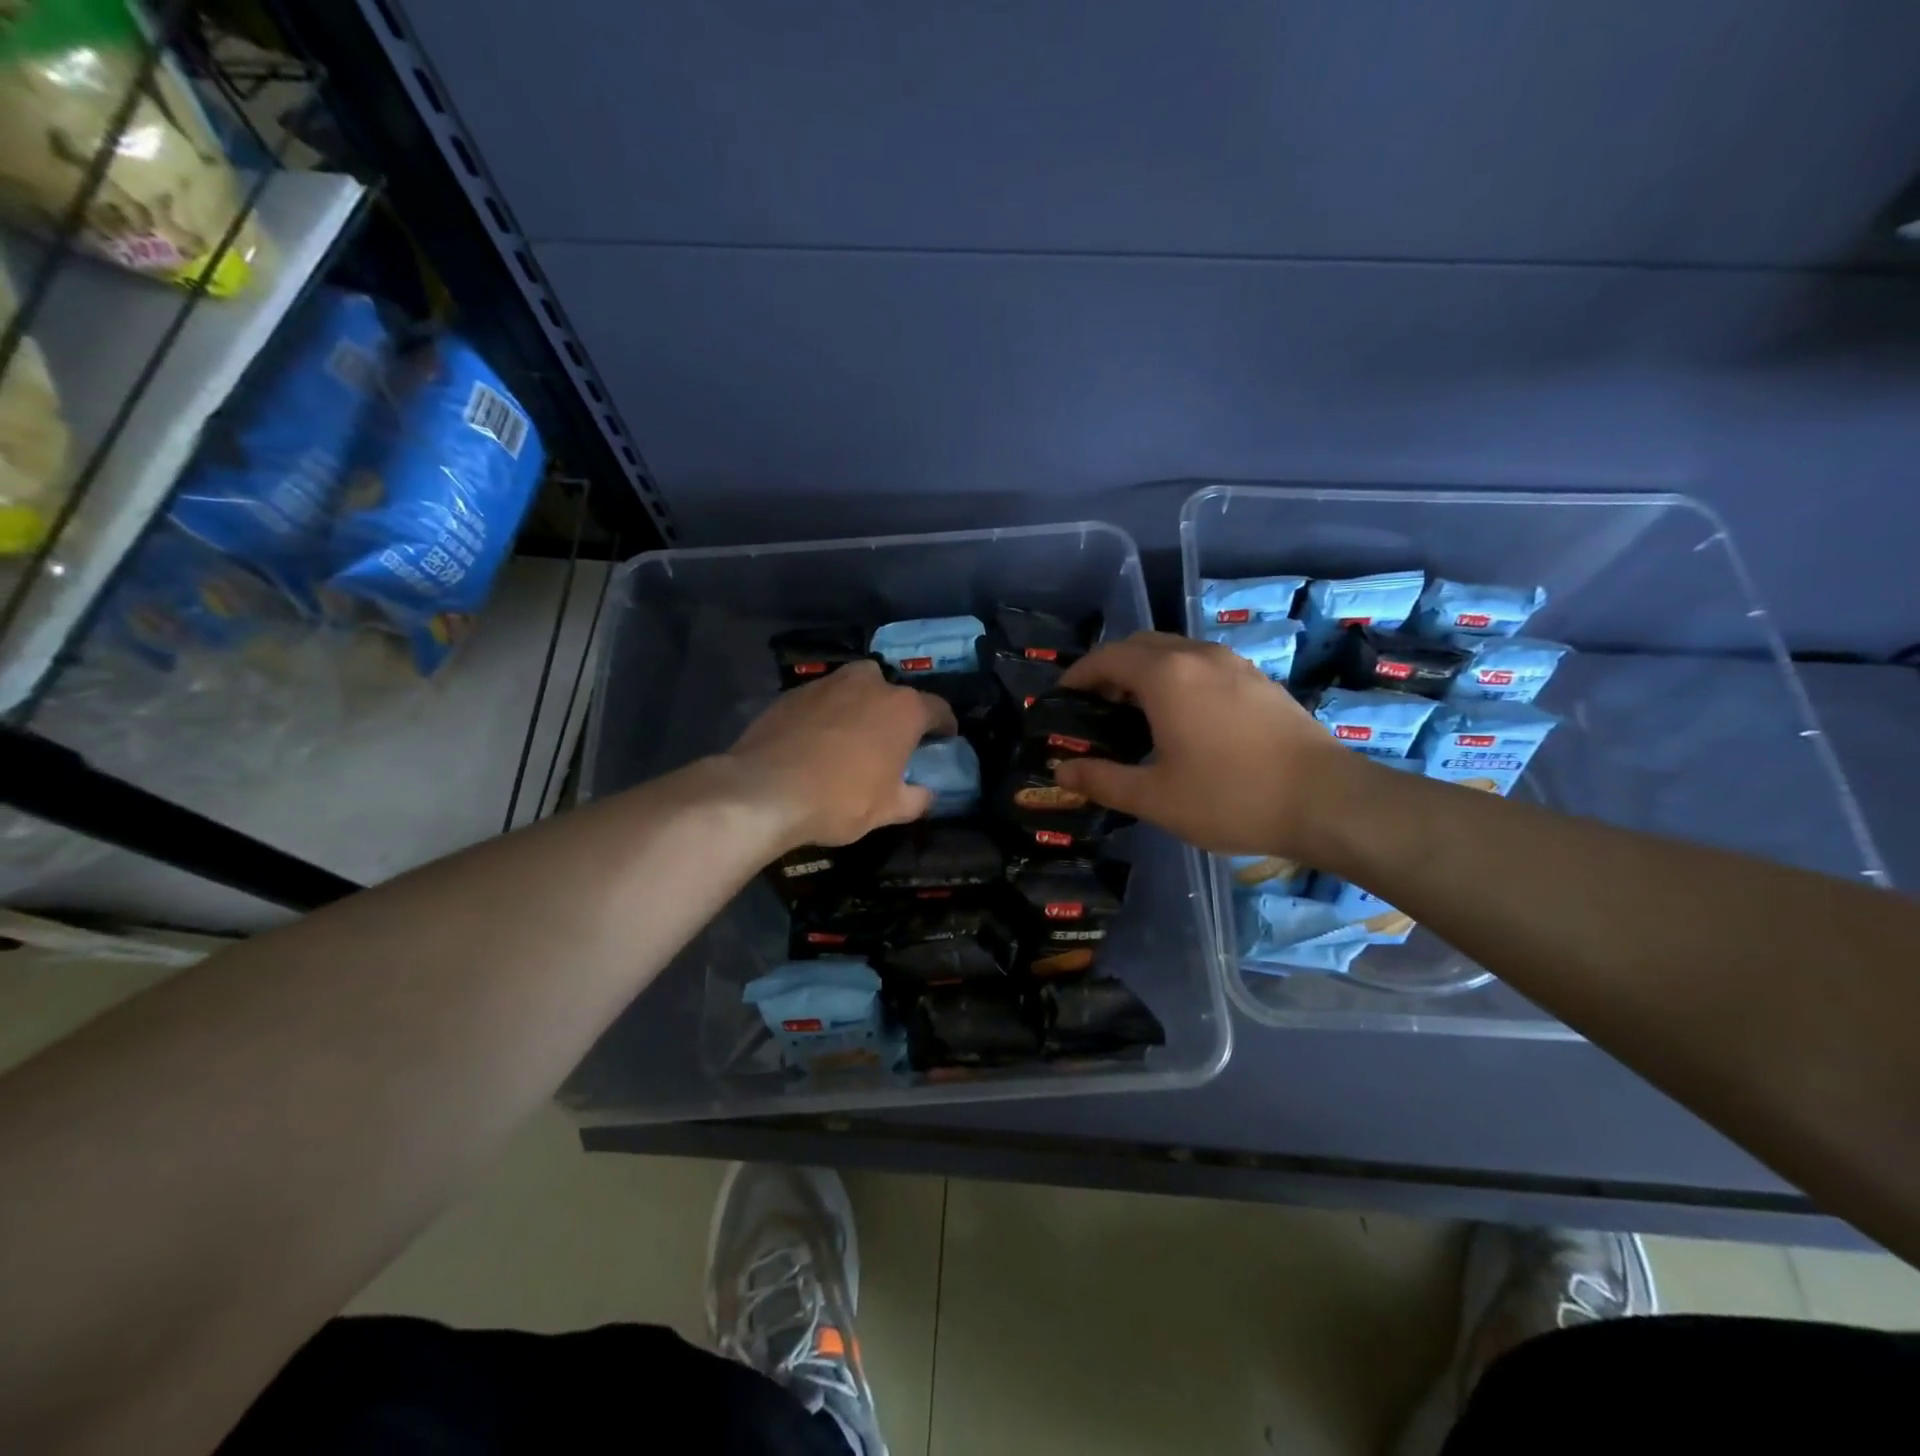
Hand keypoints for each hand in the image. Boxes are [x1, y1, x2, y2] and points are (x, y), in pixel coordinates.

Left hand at [727, 660, 956, 847]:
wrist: (765, 790)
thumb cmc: (840, 799)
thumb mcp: (888, 810)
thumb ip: (916, 798)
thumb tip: (927, 793)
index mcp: (902, 709)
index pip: (937, 708)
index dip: (944, 725)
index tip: (944, 739)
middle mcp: (868, 684)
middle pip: (892, 691)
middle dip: (895, 710)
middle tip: (890, 739)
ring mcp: (827, 684)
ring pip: (853, 689)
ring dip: (858, 707)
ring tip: (850, 737)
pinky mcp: (791, 693)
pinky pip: (820, 700)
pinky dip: (824, 715)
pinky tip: (815, 741)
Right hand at [1053, 632, 1347, 856]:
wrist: (1327, 801)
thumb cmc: (1231, 797)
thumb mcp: (1155, 797)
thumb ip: (1102, 780)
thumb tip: (1060, 773)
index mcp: (1167, 675)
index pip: (1108, 657)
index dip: (1078, 674)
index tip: (1061, 697)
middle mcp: (1199, 656)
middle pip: (1141, 645)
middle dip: (1110, 668)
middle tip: (1094, 706)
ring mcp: (1234, 665)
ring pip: (1175, 651)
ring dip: (1146, 671)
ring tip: (1134, 712)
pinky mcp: (1259, 681)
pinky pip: (1203, 665)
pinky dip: (1177, 678)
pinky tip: (1182, 717)